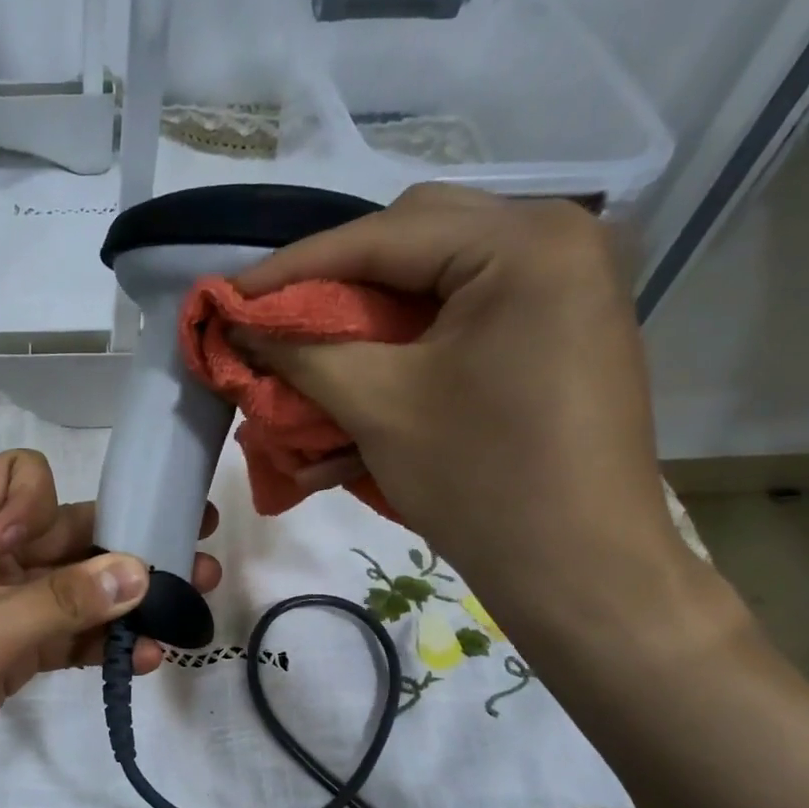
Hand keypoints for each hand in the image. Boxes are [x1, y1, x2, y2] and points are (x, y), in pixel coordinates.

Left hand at [0, 449, 218, 807]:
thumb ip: (61, 602)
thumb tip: (142, 571)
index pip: (20, 477)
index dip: (40, 507)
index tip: (23, 554)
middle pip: (64, 532)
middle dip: (125, 544)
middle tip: (196, 543)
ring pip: (74, 586)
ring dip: (126, 597)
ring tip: (191, 605)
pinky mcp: (11, 650)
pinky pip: (67, 633)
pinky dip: (102, 642)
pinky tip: (149, 656)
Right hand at [230, 183, 680, 616]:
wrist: (581, 571)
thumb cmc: (481, 481)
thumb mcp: (379, 407)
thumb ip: (302, 352)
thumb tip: (238, 327)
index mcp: (524, 243)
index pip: (383, 236)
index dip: (292, 268)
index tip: (227, 296)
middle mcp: (556, 242)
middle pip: (413, 243)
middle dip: (334, 284)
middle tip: (276, 320)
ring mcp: (565, 288)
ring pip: (435, 281)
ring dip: (367, 316)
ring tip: (310, 350)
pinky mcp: (558, 333)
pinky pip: (465, 318)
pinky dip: (407, 345)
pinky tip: (363, 379)